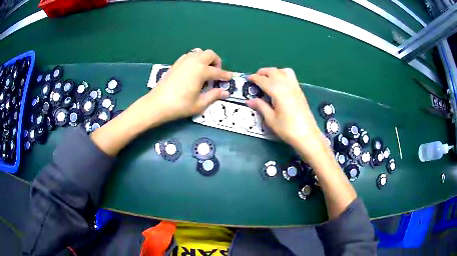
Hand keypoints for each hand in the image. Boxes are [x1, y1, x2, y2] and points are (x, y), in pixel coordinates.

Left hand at [141, 48, 231, 125]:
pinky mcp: (176, 63)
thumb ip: (214, 95)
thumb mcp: (199, 104)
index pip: (218, 71)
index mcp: (201, 71)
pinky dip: (195, 60)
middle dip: (216, 62)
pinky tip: (193, 71)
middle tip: (216, 73)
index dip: (225, 75)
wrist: (157, 103)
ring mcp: (183, 61)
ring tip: (205, 72)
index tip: (230, 78)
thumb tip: (225, 92)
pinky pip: (189, 56)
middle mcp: (194, 61)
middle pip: (210, 54)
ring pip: (199, 53)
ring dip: (205, 59)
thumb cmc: (180, 105)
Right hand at [247, 68, 326, 160]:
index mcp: (277, 91)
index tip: (247, 79)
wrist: (307, 135)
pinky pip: (290, 76)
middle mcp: (286, 85)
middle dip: (263, 72)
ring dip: (274, 72)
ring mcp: (295, 87)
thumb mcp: (271, 119)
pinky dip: (282, 75)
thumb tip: (250, 100)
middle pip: (273, 72)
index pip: (263, 80)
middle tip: (255, 78)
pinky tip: (280, 85)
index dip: (254, 78)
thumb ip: (260, 106)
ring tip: (268, 79)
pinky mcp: (300, 91)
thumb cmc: (287, 129)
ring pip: (283, 71)